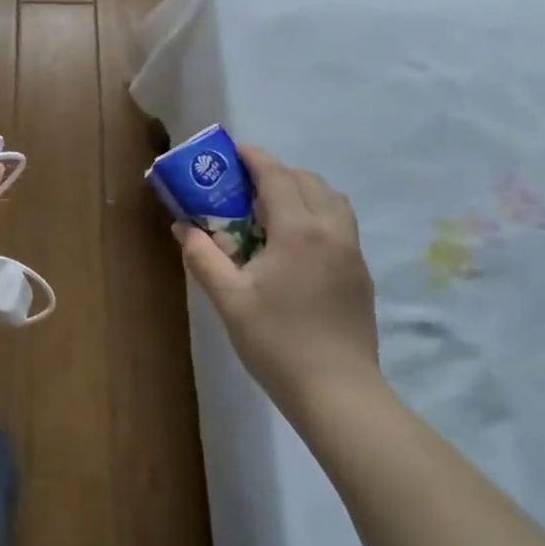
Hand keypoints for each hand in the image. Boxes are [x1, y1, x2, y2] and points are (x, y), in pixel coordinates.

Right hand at [174, 146, 379, 404]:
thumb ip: (203, 256)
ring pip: (331, 199)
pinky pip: (340, 223)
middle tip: (244, 187)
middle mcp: (331, 230)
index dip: (252, 157)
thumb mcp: (228, 299)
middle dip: (275, 173)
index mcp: (298, 230)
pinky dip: (317, 213)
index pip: (275, 175)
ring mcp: (352, 252)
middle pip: (306, 180)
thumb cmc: (277, 342)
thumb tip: (183, 227)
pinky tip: (294, 244)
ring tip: (271, 210)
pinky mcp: (360, 273)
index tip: (230, 152)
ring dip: (301, 190)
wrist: (338, 393)